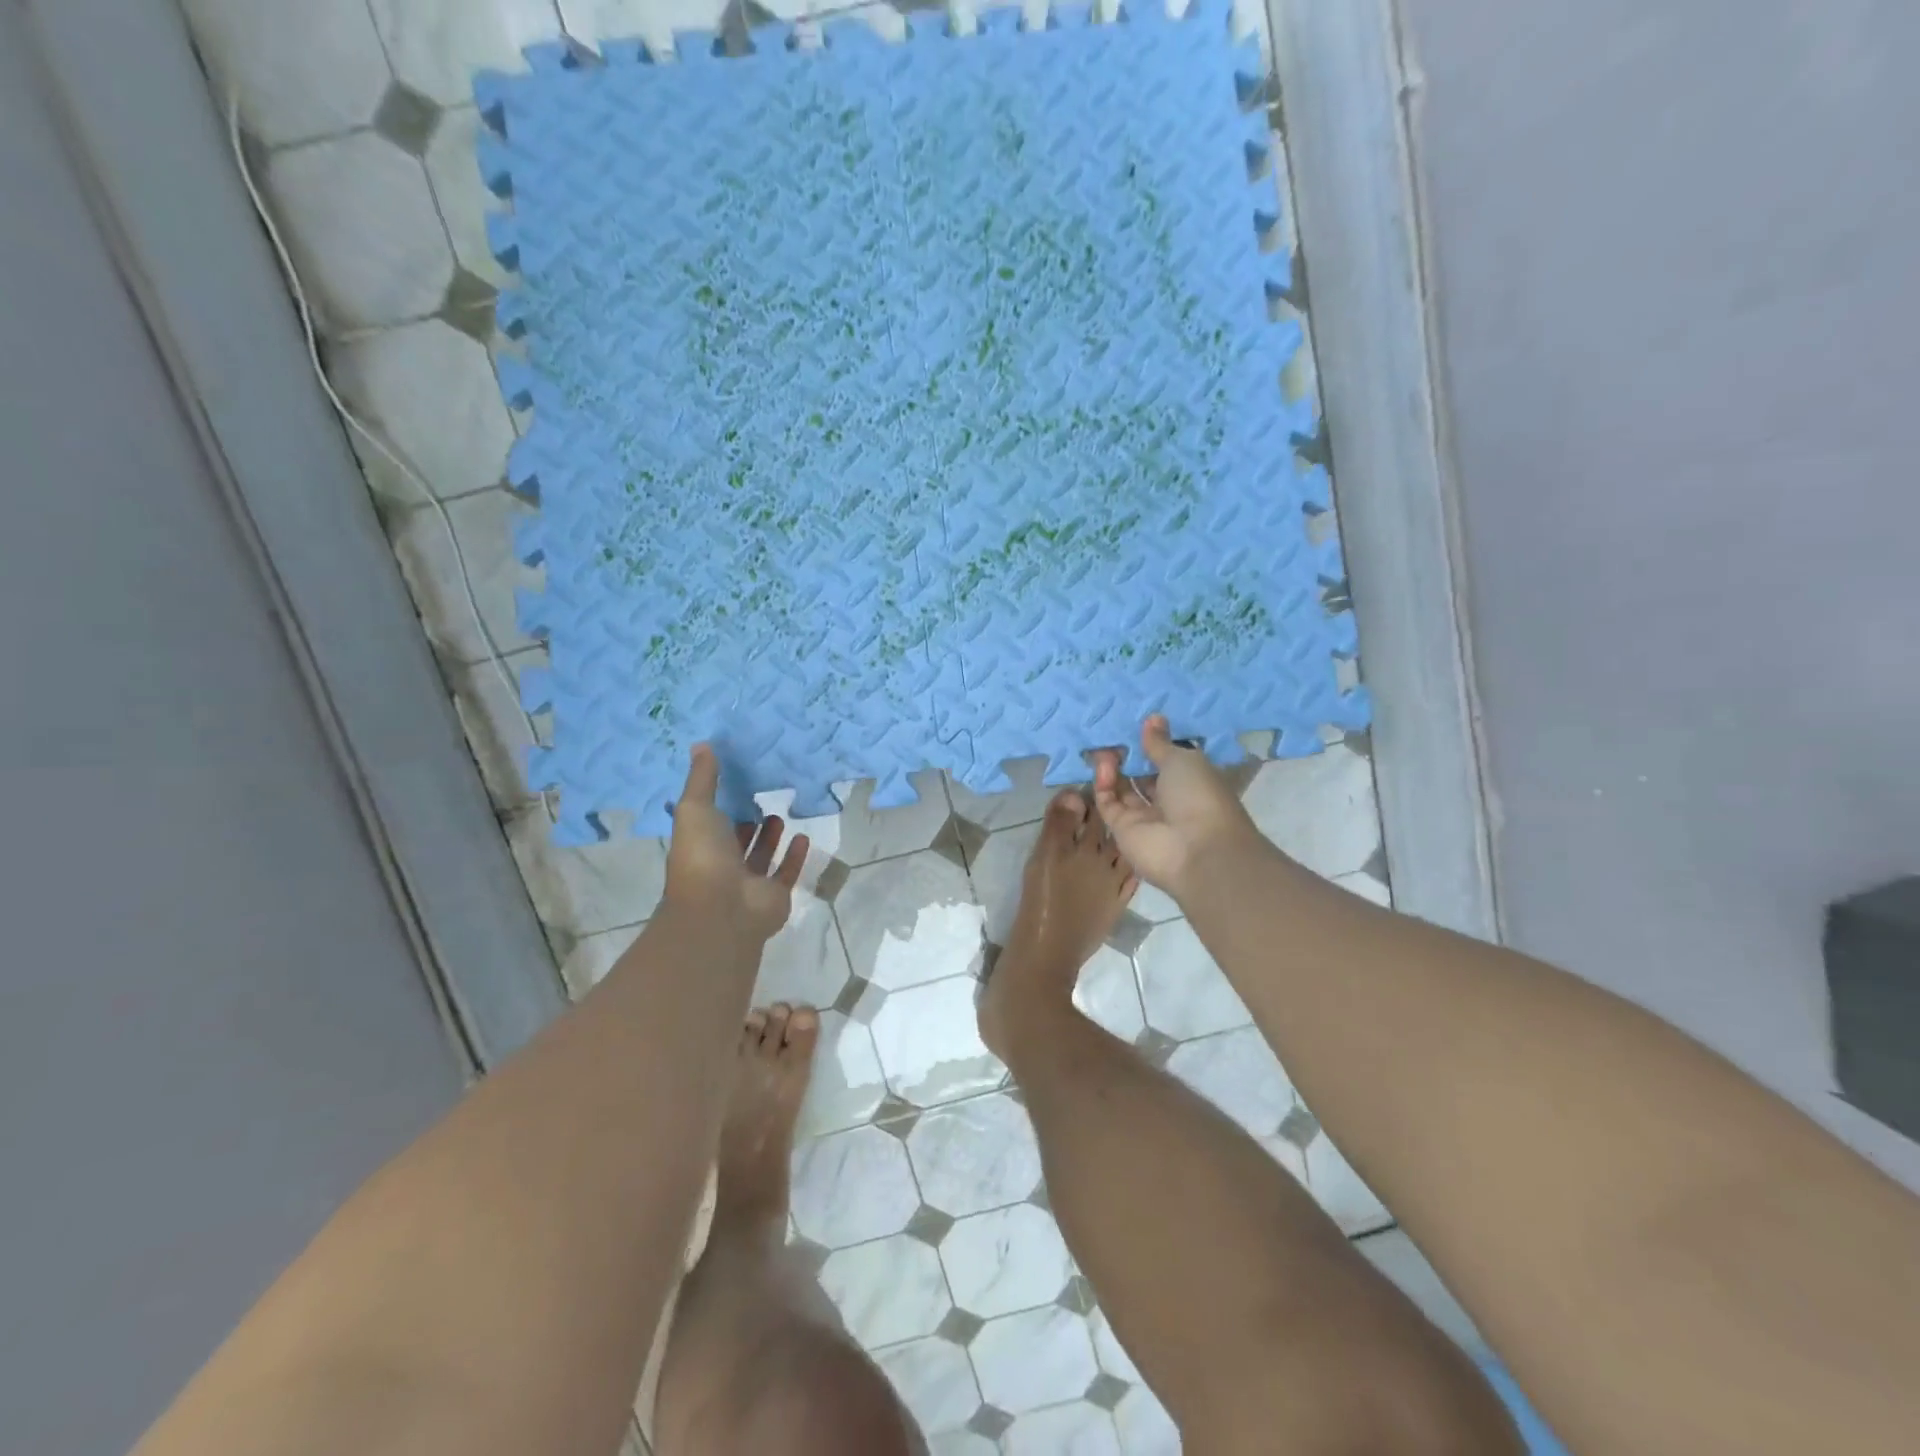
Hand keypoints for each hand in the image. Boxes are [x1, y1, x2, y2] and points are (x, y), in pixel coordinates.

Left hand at [662, 744, 807, 940]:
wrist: (721, 909)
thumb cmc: (703, 856)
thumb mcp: (696, 808)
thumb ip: (703, 778)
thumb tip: (701, 744)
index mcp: (700, 845)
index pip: (710, 823)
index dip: (721, 805)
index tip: (736, 781)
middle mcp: (722, 865)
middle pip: (736, 841)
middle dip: (747, 821)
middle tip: (762, 796)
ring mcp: (749, 883)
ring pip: (761, 857)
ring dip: (770, 837)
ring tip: (781, 814)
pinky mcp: (774, 895)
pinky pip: (786, 873)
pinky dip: (795, 856)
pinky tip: (804, 836)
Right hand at [1092, 714, 1259, 901]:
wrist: (1197, 850)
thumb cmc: (1199, 796)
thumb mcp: (1183, 760)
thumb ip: (1161, 743)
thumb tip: (1153, 718)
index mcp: (1191, 782)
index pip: (1167, 761)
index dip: (1151, 745)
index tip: (1135, 726)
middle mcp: (1168, 800)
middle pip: (1141, 775)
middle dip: (1127, 756)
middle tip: (1111, 734)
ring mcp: (1144, 817)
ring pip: (1122, 789)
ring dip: (1113, 767)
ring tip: (1103, 746)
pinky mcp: (1122, 830)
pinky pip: (1109, 803)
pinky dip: (1104, 784)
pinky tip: (1103, 765)